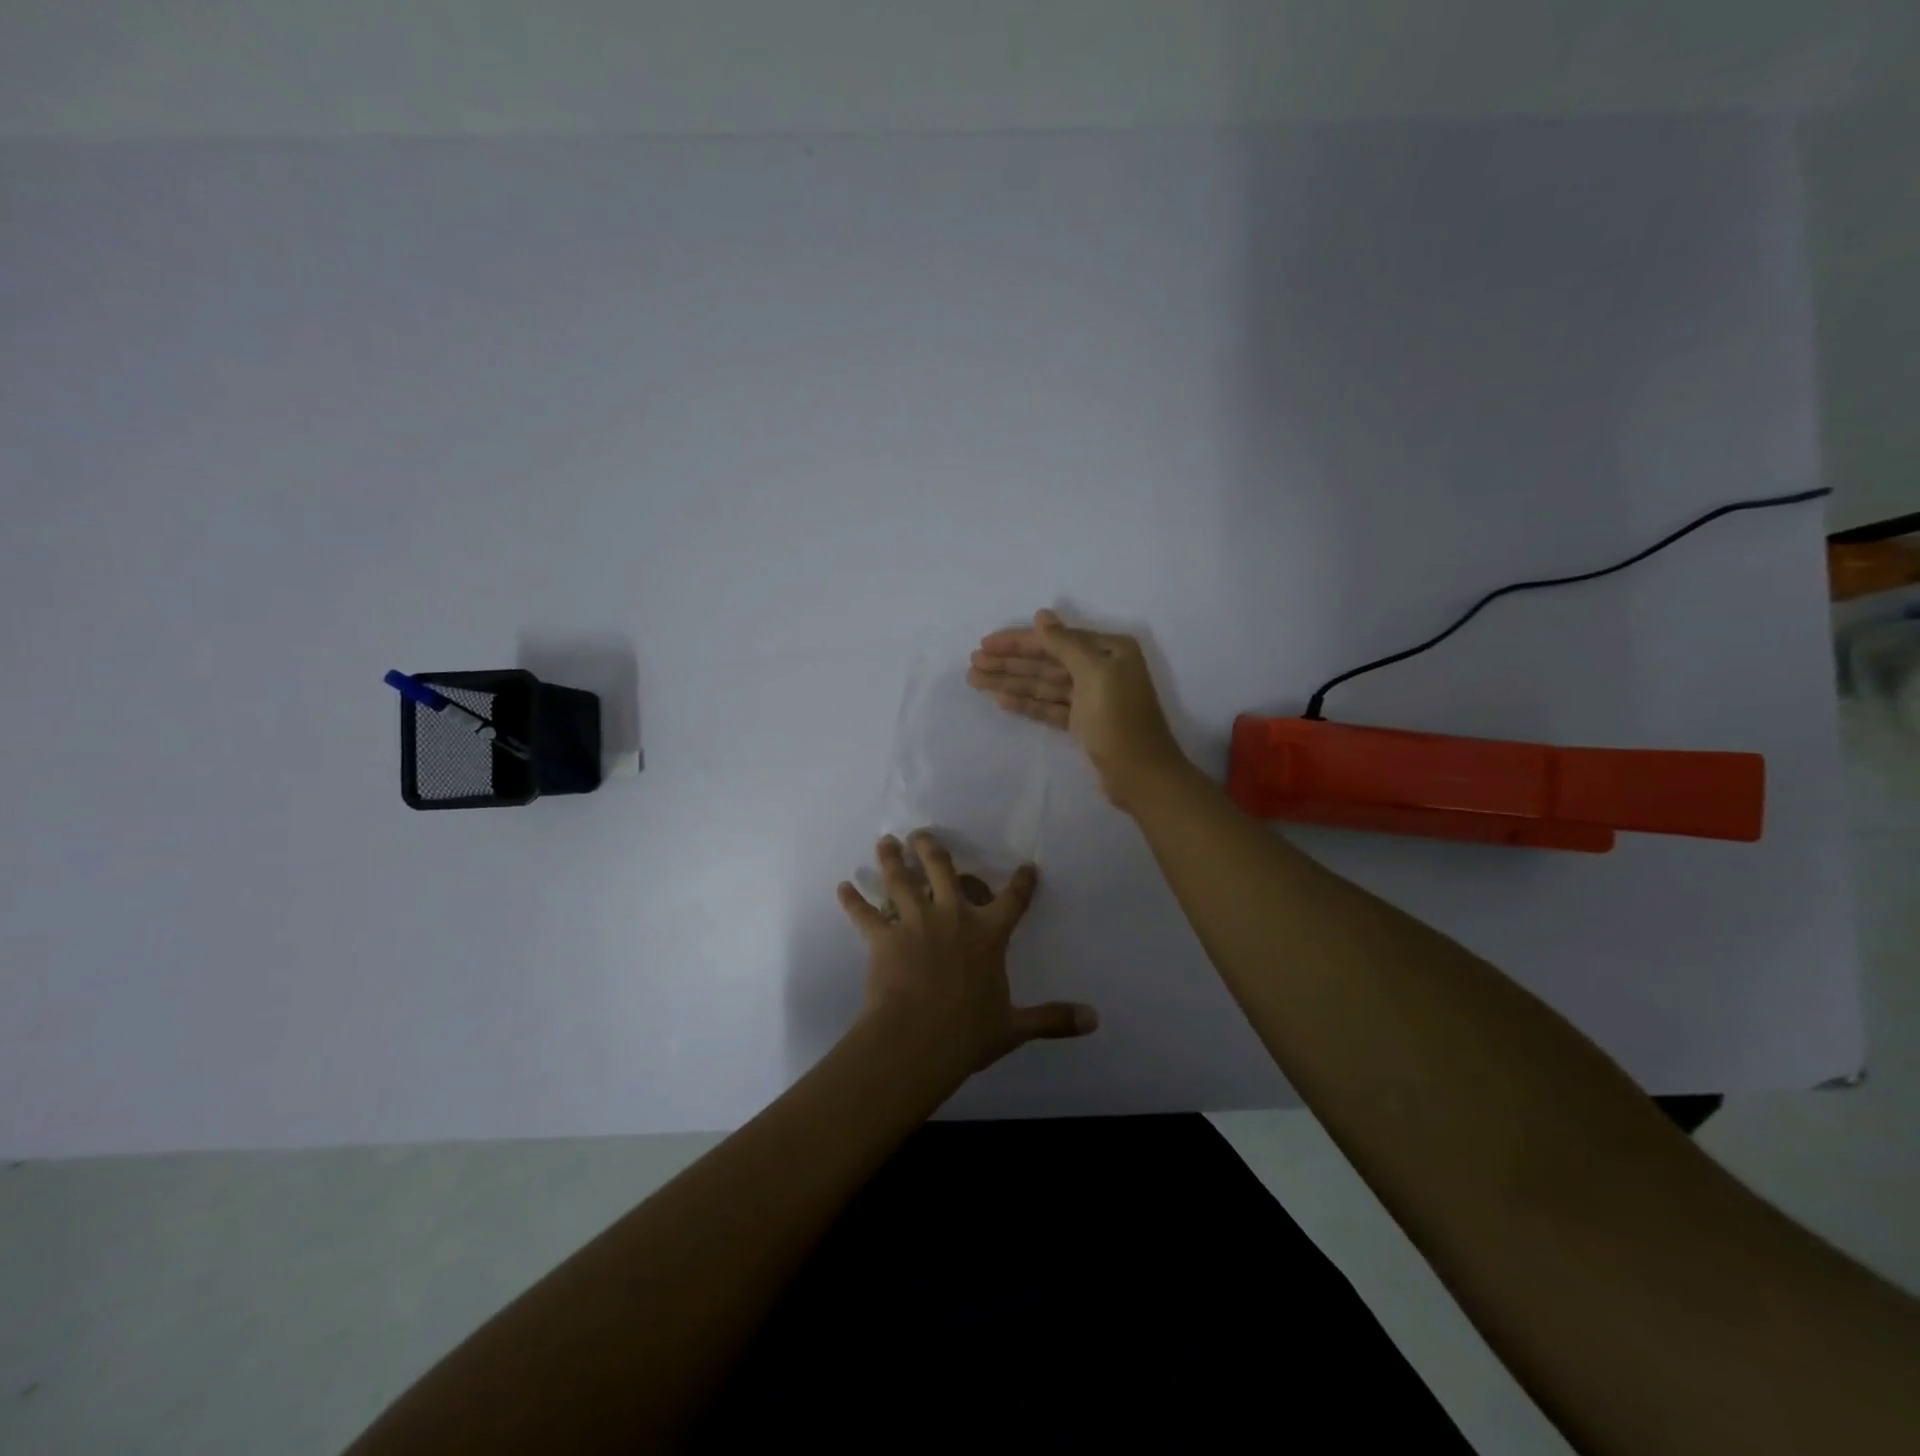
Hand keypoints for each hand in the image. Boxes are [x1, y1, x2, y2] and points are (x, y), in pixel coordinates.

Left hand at [836, 830, 1097, 1075]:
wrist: (918, 1039)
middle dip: (932, 848)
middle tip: (922, 833)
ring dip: (891, 860)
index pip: (1013, 900)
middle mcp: (952, 916)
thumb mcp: (1015, 1026)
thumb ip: (1053, 1019)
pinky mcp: (883, 937)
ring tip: (885, 842)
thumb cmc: (969, 1031)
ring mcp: (914, 922)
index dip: (1022, 882)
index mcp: (988, 933)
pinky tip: (842, 887)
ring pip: (900, 880)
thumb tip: (1094, 1021)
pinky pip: (864, 914)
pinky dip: (852, 901)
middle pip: (942, 870)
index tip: (1027, 866)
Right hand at [968, 608, 1188, 807]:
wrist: (1140, 775)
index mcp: (1109, 650)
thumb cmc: (1119, 719)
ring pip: (1044, 685)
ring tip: (976, 681)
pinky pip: (1049, 706)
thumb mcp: (1094, 673)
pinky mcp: (1082, 723)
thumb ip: (1065, 643)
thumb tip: (1042, 615)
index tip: (984, 644)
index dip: (1017, 642)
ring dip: (1011, 682)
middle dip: (1009, 663)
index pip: (1054, 640)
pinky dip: (1026, 703)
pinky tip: (1001, 700)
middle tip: (972, 664)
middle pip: (1046, 662)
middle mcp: (1101, 669)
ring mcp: (1091, 698)